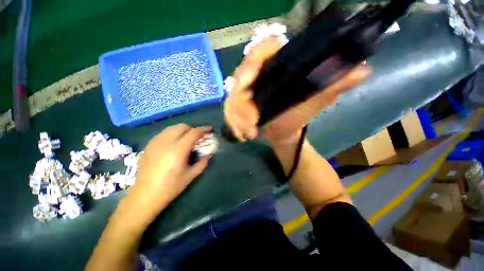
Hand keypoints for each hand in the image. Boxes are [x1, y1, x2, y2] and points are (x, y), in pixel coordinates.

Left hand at [130, 124, 212, 213]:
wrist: (145, 195)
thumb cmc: (170, 187)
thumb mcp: (191, 175)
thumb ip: (203, 162)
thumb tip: (209, 154)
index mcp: (178, 150)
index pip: (193, 133)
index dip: (203, 129)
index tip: (209, 129)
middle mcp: (166, 142)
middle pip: (182, 126)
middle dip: (193, 129)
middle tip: (198, 136)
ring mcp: (155, 142)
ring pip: (172, 128)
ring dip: (183, 130)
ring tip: (187, 138)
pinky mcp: (149, 145)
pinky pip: (163, 133)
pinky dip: (173, 133)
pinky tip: (174, 143)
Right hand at [223, 37, 370, 145]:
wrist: (283, 134)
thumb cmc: (297, 118)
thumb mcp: (315, 103)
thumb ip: (332, 87)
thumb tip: (362, 69)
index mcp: (276, 71)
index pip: (261, 52)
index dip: (257, 57)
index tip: (253, 80)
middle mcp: (259, 77)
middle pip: (240, 77)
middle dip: (242, 101)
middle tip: (251, 122)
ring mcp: (247, 92)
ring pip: (232, 97)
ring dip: (236, 116)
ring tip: (247, 132)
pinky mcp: (240, 104)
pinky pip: (229, 109)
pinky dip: (233, 121)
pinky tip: (243, 133)